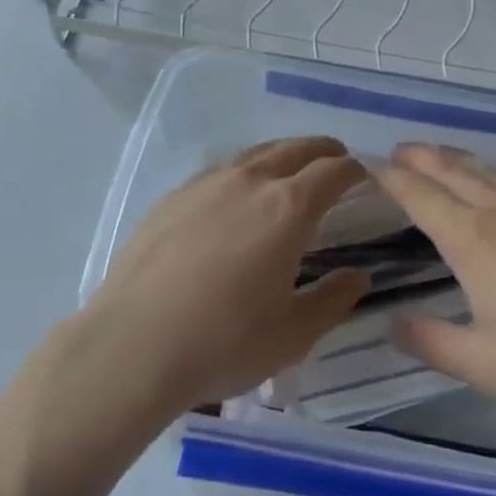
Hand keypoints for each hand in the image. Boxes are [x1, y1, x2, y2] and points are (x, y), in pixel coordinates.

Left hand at [79, 136, 369, 415]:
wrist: (132, 346)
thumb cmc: (224, 342)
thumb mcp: (293, 333)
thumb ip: (332, 299)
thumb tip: (358, 276)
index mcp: (288, 208)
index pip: (333, 171)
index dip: (354, 170)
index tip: (363, 176)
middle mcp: (249, 182)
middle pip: (295, 149)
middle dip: (322, 150)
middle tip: (335, 159)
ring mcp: (206, 184)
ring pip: (254, 153)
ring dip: (282, 154)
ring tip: (289, 168)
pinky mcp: (172, 197)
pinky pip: (219, 170)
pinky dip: (243, 171)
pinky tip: (235, 193)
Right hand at [373, 143, 495, 435]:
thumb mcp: (484, 365)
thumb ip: (432, 342)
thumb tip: (393, 324)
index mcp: (474, 240)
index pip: (420, 196)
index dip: (391, 178)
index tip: (367, 164)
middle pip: (452, 171)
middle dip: (420, 158)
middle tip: (396, 151)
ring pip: (487, 170)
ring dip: (455, 158)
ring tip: (437, 155)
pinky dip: (493, 170)